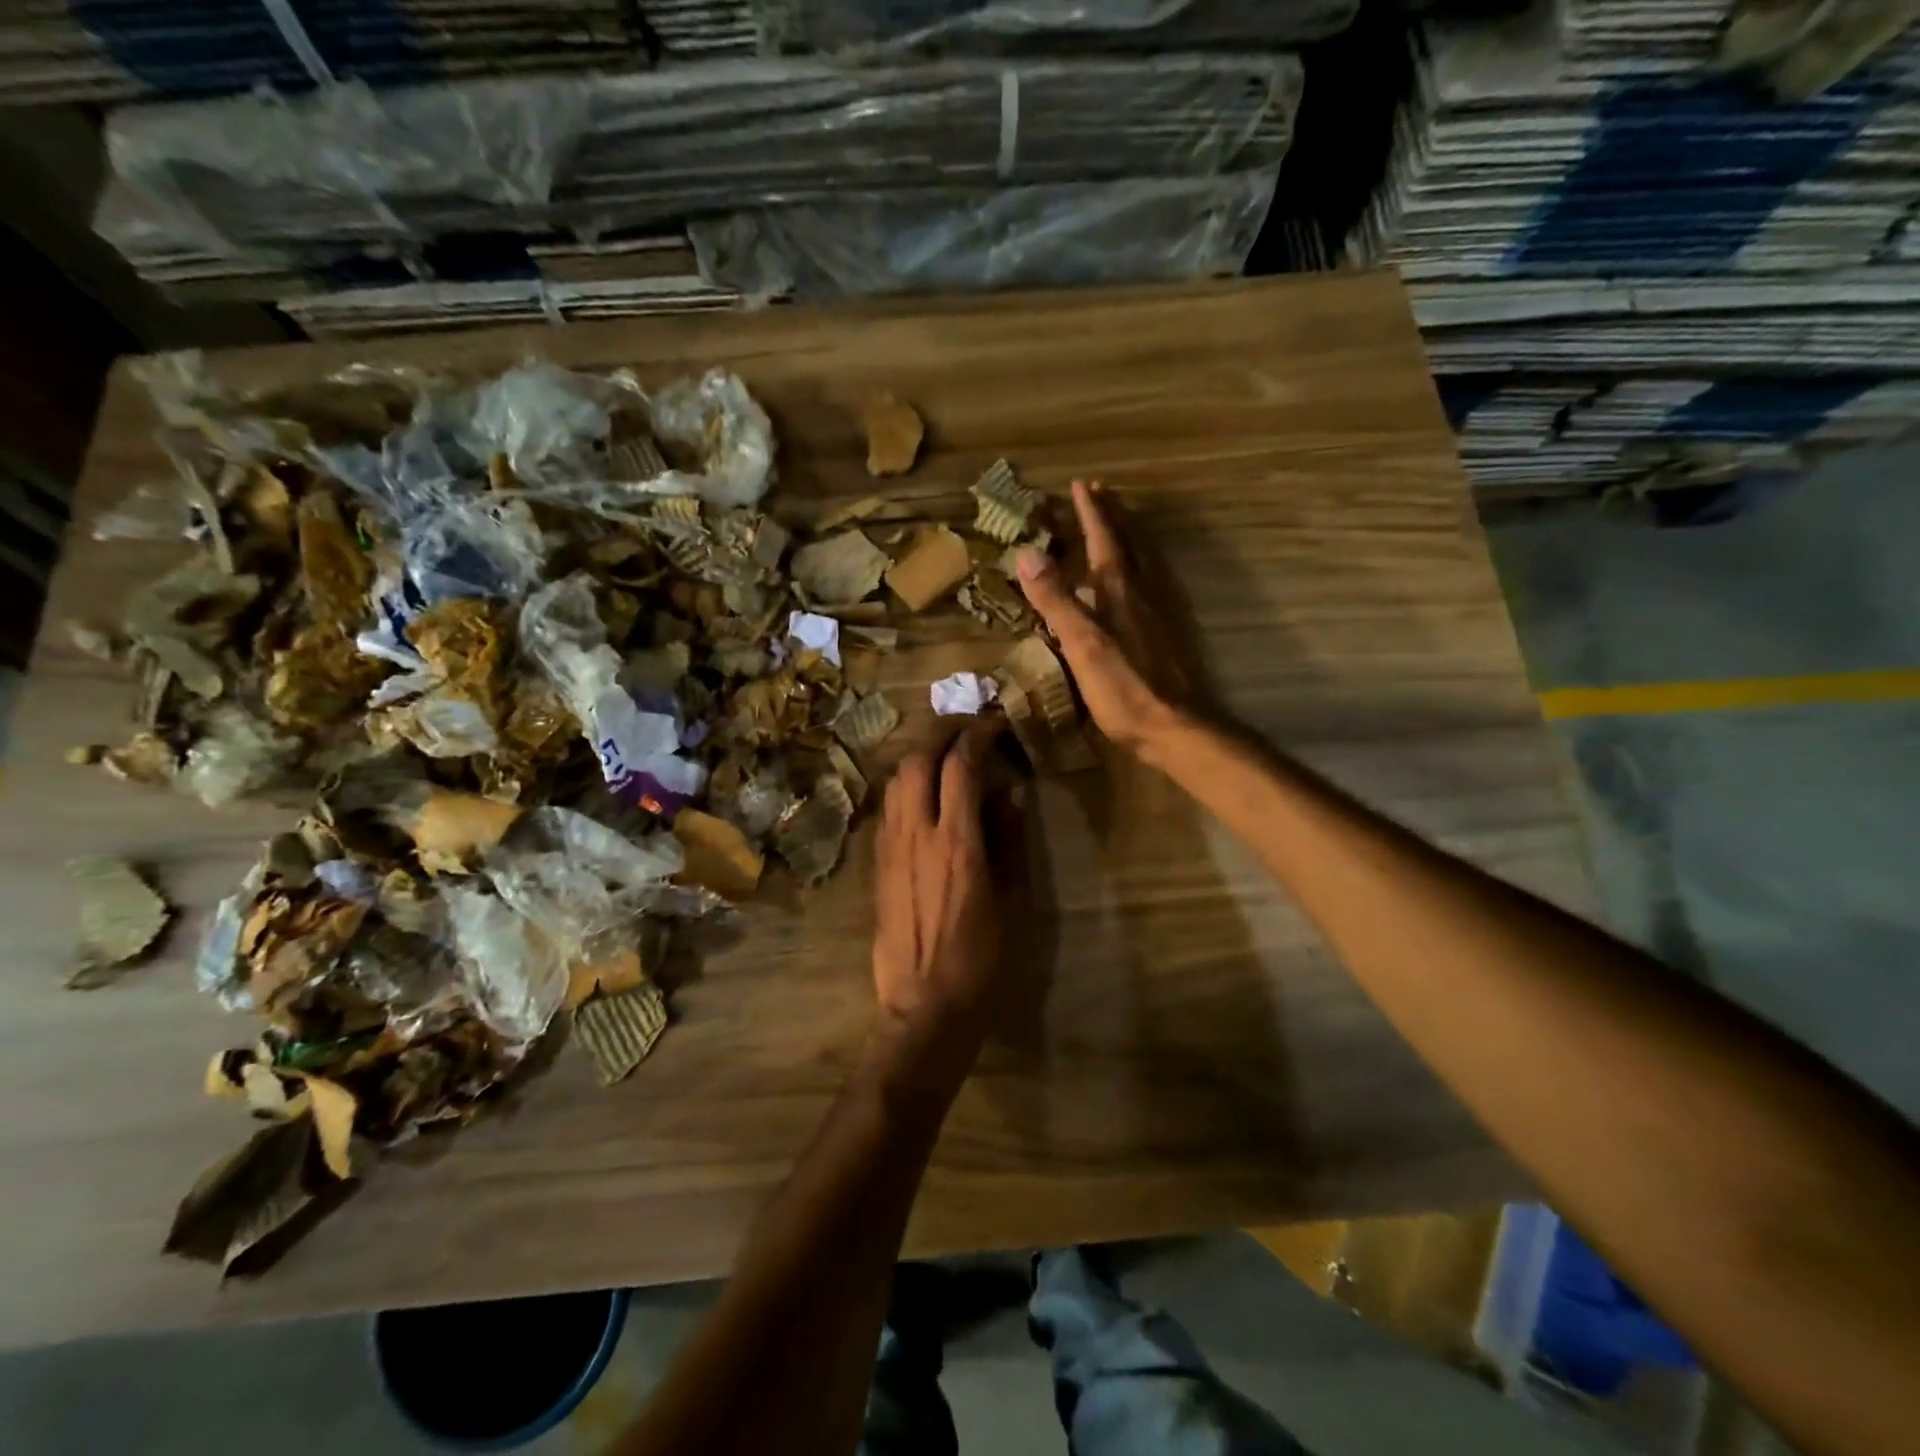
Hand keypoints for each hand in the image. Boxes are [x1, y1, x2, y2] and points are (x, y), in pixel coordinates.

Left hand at [870, 721, 1015, 1071]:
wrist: (925, 1007)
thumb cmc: (982, 959)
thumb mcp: (1013, 900)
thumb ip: (1010, 840)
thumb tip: (1011, 793)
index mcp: (957, 842)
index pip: (961, 765)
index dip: (978, 735)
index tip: (996, 724)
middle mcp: (916, 834)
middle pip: (918, 760)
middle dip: (943, 733)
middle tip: (969, 729)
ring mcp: (889, 847)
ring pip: (896, 780)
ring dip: (920, 755)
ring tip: (946, 754)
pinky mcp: (876, 863)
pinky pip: (887, 807)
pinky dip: (906, 784)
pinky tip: (924, 794)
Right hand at [1015, 479, 1192, 756]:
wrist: (1175, 728)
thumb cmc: (1124, 689)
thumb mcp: (1082, 645)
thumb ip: (1056, 601)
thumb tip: (1028, 554)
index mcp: (1120, 592)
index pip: (1103, 542)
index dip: (1092, 514)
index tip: (1082, 484)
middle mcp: (1143, 595)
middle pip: (1129, 544)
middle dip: (1114, 516)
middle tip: (1103, 490)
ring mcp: (1159, 615)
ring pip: (1144, 562)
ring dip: (1130, 536)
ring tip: (1120, 522)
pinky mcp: (1167, 636)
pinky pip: (1151, 584)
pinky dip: (1140, 567)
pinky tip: (1138, 582)